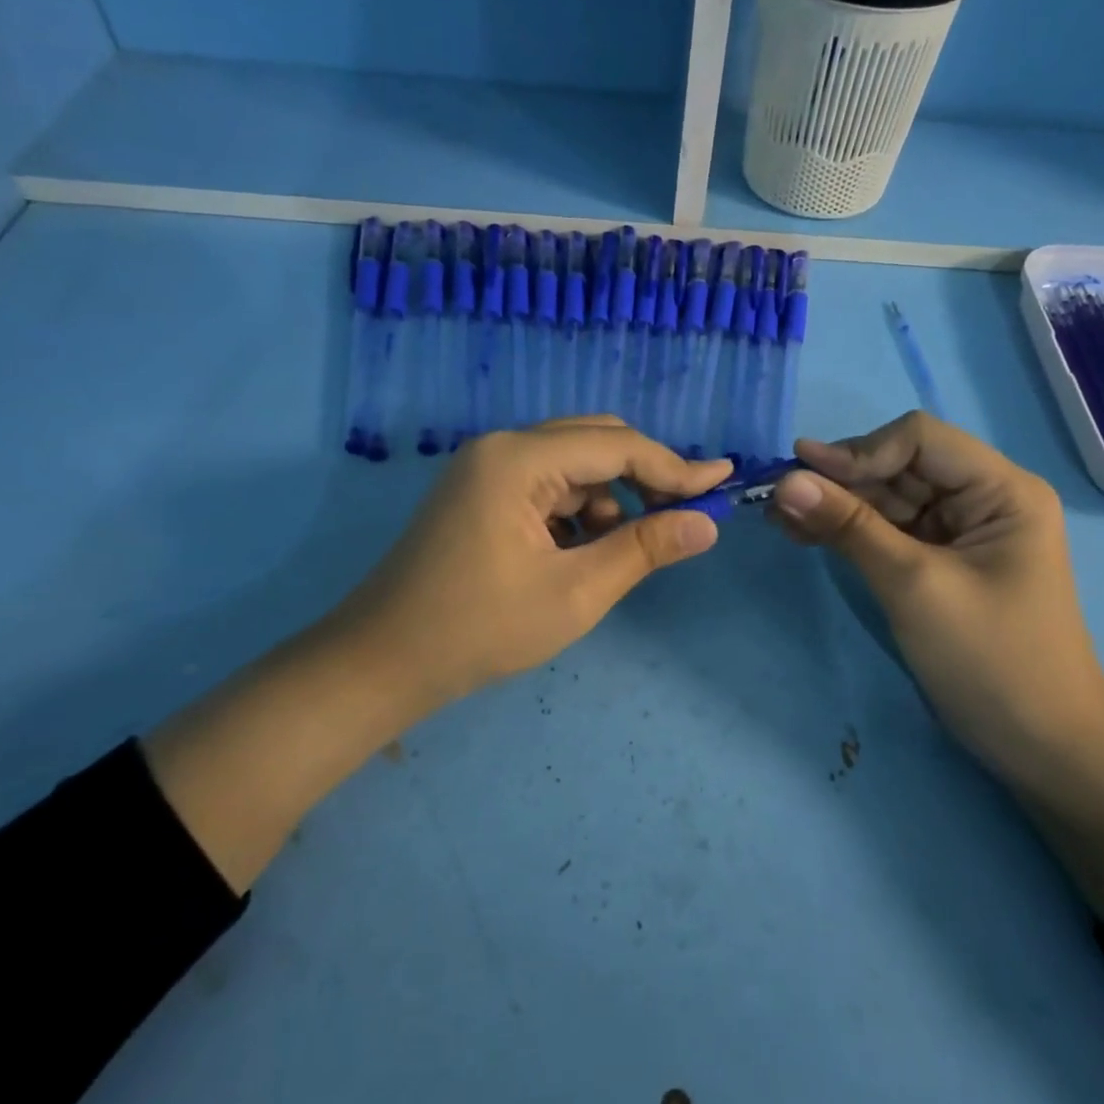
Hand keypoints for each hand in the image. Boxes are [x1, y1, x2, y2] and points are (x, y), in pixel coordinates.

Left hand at [323, 417, 731, 721]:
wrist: (382, 662)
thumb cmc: (481, 629)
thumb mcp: (576, 592)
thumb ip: (644, 548)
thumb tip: (707, 523)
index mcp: (519, 459)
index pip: (617, 446)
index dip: (675, 466)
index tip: (722, 483)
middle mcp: (502, 447)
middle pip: (595, 441)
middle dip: (644, 475)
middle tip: (680, 516)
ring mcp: (486, 468)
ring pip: (573, 465)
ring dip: (609, 498)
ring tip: (614, 552)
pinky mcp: (481, 492)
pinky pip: (547, 486)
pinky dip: (576, 511)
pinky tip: (577, 554)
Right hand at [769, 412, 1103, 766]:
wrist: (1041, 748)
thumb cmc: (991, 661)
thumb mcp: (914, 586)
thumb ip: (850, 526)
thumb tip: (785, 480)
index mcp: (1002, 490)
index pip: (920, 440)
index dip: (859, 450)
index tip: (802, 474)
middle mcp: (984, 498)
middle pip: (900, 466)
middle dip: (840, 480)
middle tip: (777, 498)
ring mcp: (962, 531)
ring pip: (888, 498)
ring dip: (837, 504)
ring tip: (779, 516)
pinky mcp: (941, 561)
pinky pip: (889, 531)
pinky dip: (850, 531)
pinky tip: (806, 533)